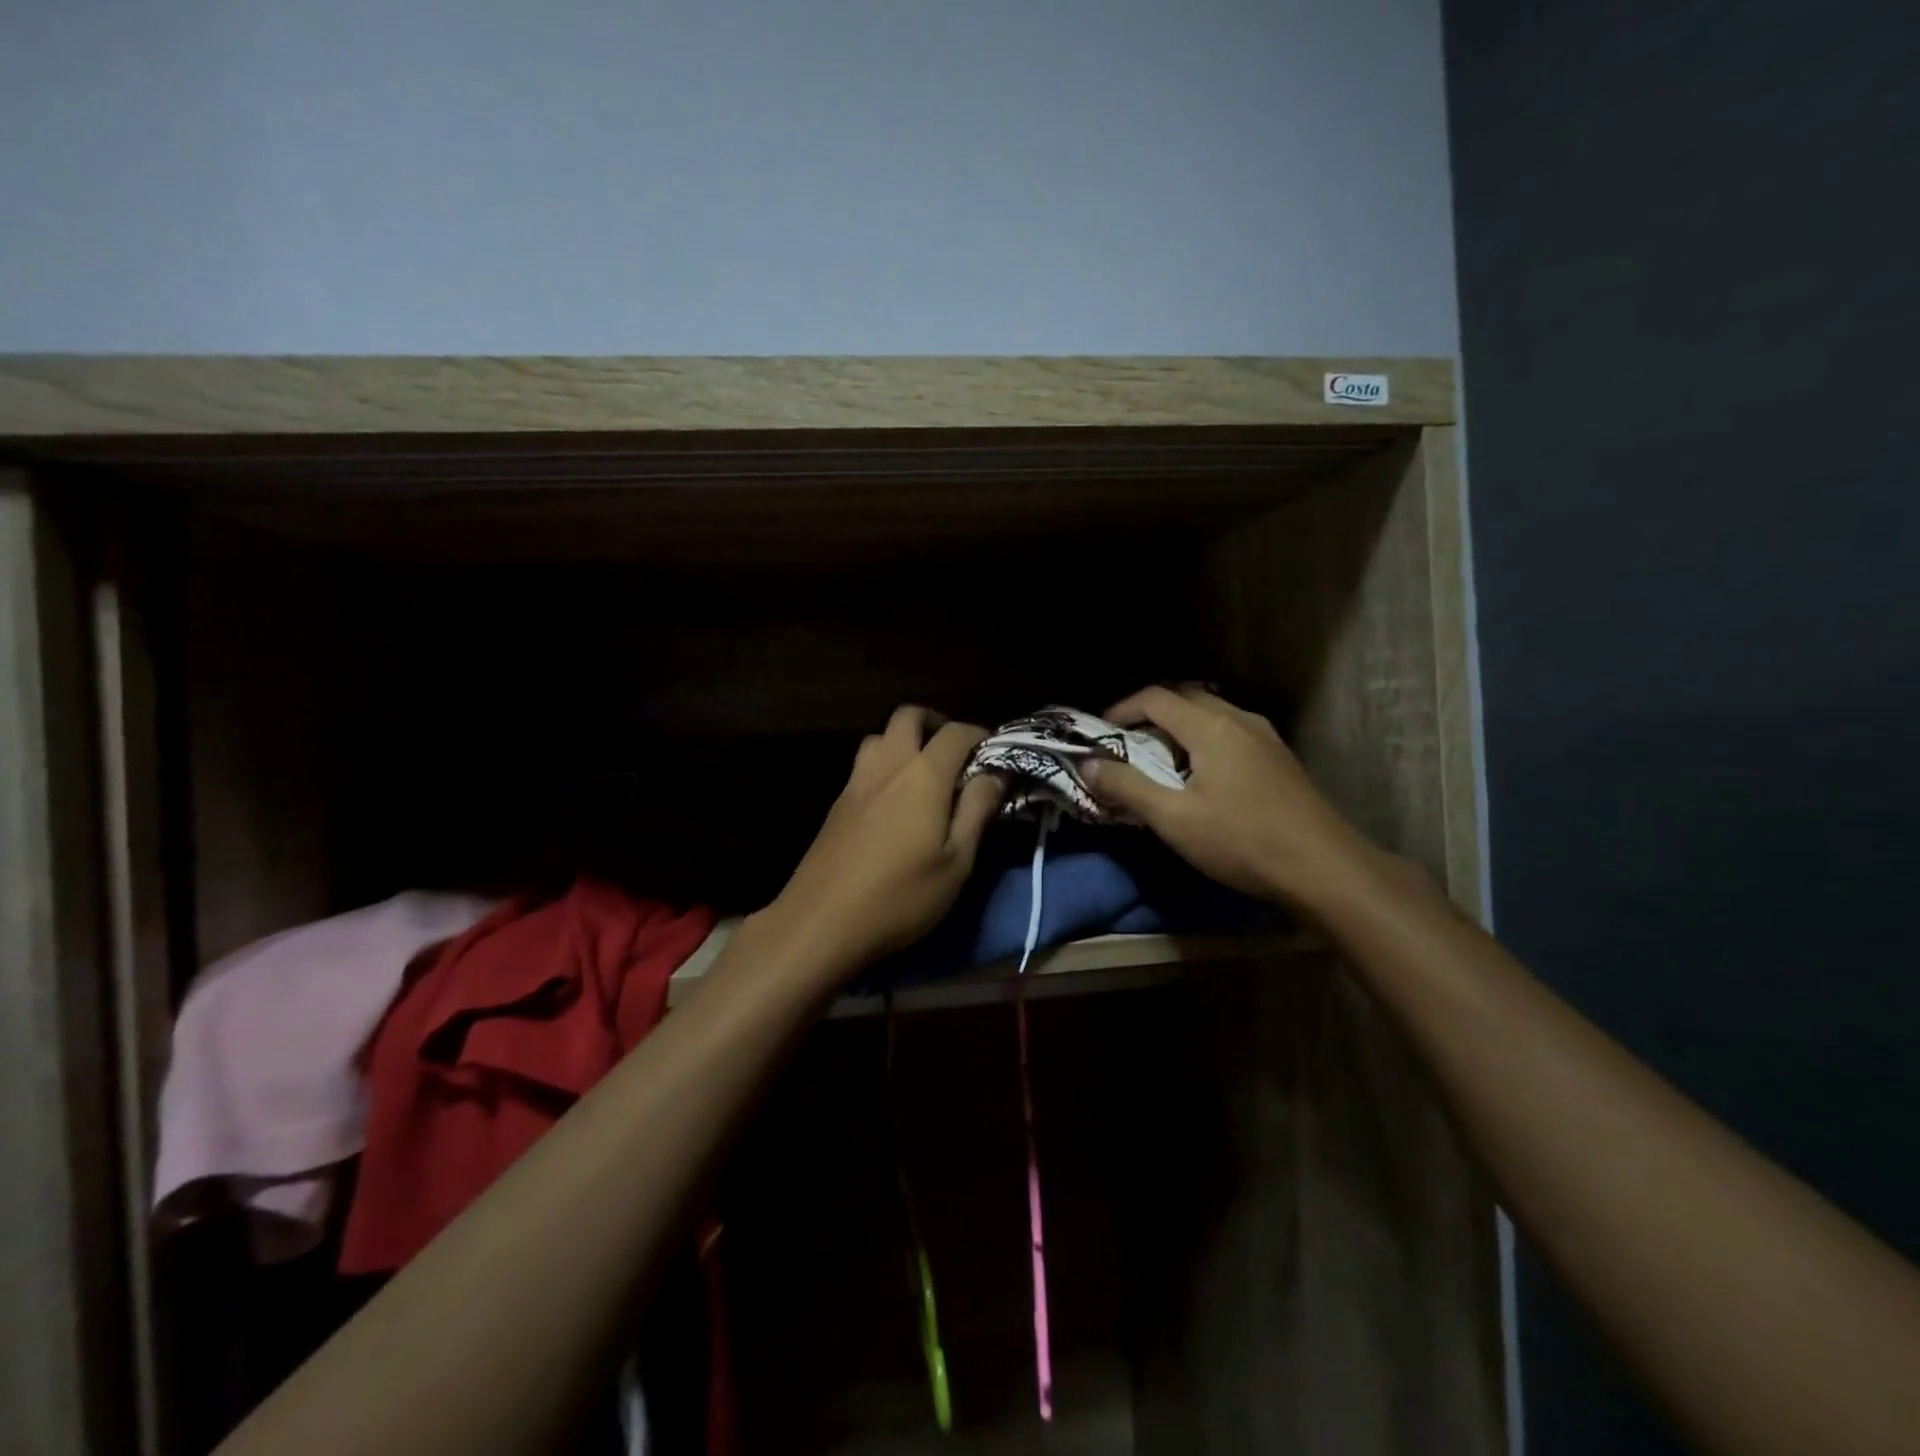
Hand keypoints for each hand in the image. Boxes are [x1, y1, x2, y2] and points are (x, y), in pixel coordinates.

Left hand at [757, 706, 1002, 982]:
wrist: (821, 922)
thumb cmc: (901, 896)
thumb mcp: (956, 862)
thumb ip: (977, 810)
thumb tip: (996, 773)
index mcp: (923, 775)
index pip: (955, 733)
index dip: (979, 735)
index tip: (995, 753)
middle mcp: (887, 766)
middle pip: (908, 716)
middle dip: (936, 723)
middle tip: (955, 753)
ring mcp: (856, 782)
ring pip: (880, 736)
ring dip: (904, 740)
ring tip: (923, 773)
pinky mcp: (837, 803)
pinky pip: (864, 764)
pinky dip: (885, 764)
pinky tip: (893, 799)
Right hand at [1083, 685, 1386, 911]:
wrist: (1324, 868)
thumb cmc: (1242, 840)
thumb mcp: (1173, 819)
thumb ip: (1127, 787)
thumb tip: (1088, 764)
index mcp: (1211, 727)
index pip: (1155, 697)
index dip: (1121, 709)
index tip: (1099, 735)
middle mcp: (1239, 720)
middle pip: (1185, 698)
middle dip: (1149, 714)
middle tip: (1126, 745)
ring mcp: (1265, 737)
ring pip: (1211, 714)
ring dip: (1179, 727)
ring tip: (1160, 760)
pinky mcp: (1279, 758)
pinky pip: (1231, 731)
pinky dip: (1204, 740)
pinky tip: (1202, 776)